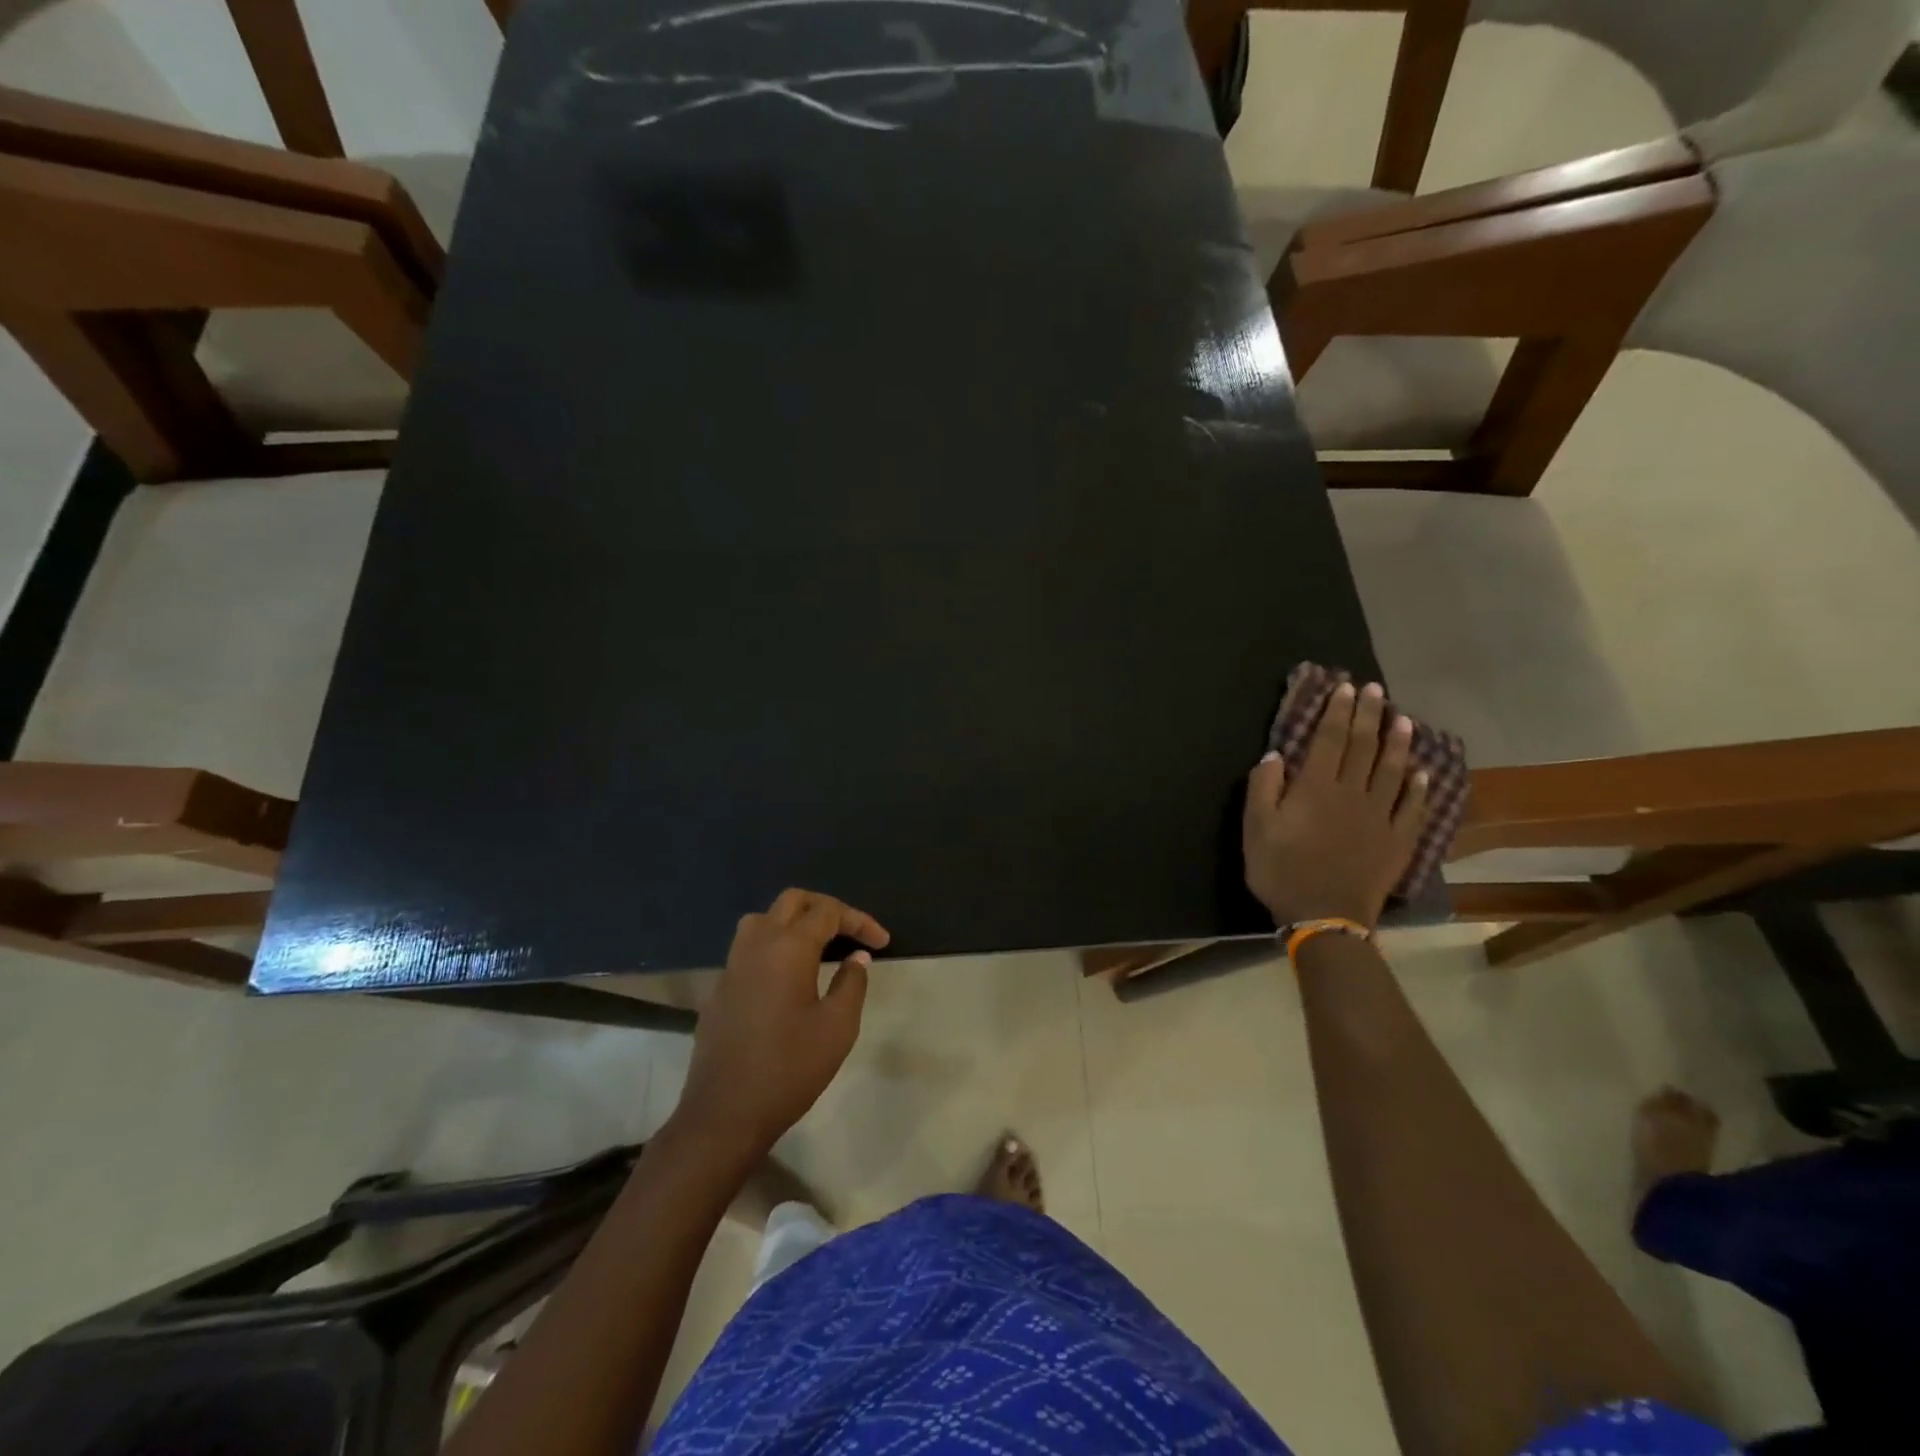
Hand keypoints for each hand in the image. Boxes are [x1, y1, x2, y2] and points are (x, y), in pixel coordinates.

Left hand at [670, 889, 889, 1165]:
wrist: (724, 1114)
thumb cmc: (789, 1068)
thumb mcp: (837, 1028)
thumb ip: (852, 984)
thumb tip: (856, 956)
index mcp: (788, 948)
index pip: (828, 913)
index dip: (859, 921)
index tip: (882, 941)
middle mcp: (757, 944)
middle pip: (793, 901)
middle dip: (826, 908)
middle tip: (851, 932)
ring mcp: (733, 965)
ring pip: (764, 918)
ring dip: (794, 921)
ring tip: (819, 945)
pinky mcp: (720, 987)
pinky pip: (749, 947)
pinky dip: (774, 945)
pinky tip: (789, 975)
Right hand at [1243, 681, 1429, 926]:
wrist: (1326, 917)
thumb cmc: (1282, 870)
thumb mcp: (1256, 829)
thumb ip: (1263, 788)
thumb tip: (1276, 755)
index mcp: (1316, 788)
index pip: (1330, 739)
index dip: (1338, 711)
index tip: (1346, 687)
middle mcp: (1353, 793)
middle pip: (1364, 747)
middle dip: (1369, 715)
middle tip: (1376, 690)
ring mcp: (1380, 817)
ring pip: (1393, 771)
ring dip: (1398, 743)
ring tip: (1404, 719)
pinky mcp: (1398, 840)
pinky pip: (1413, 807)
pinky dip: (1419, 787)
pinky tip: (1423, 772)